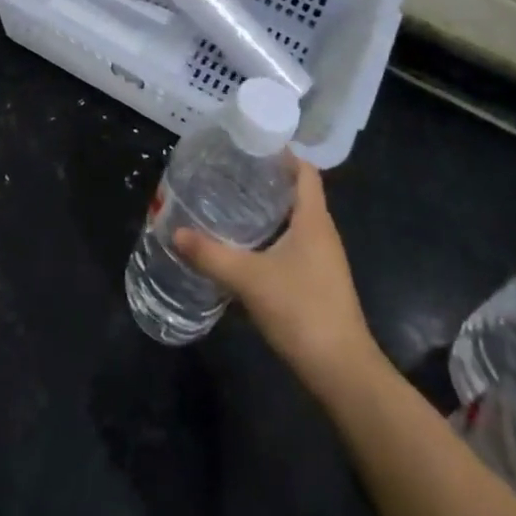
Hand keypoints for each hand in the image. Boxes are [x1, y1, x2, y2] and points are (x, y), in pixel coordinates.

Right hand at [174, 159, 374, 385]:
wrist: (342, 371)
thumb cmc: (301, 310)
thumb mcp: (249, 279)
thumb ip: (211, 254)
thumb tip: (174, 231)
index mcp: (314, 219)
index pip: (305, 170)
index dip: (282, 153)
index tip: (251, 143)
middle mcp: (322, 232)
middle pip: (298, 192)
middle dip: (268, 178)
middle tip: (230, 170)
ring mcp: (324, 259)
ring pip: (296, 220)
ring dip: (269, 209)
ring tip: (232, 201)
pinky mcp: (319, 282)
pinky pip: (295, 244)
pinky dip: (272, 235)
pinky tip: (247, 245)